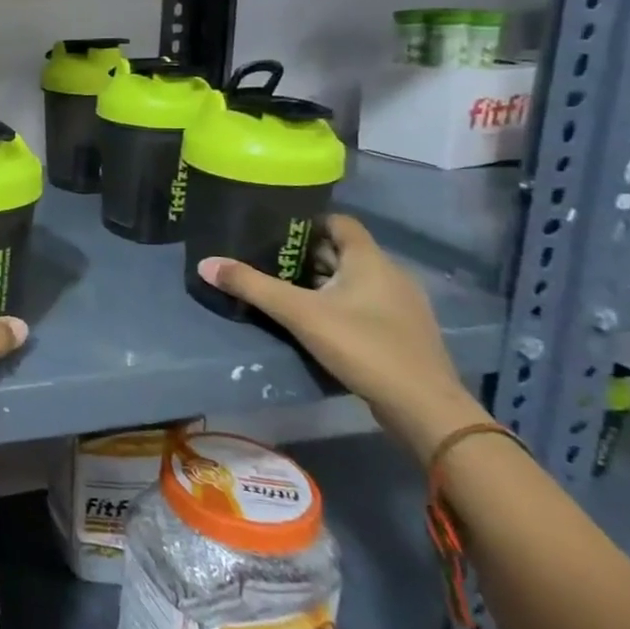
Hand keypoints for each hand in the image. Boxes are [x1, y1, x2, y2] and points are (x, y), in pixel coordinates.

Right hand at [197, 214, 483, 462]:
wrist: (424, 407)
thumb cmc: (363, 346)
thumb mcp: (299, 314)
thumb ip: (252, 287)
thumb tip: (205, 263)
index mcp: (370, 260)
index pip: (339, 222)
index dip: (308, 221)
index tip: (275, 228)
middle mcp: (391, 274)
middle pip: (344, 251)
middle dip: (308, 253)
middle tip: (269, 259)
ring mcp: (401, 304)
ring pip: (354, 279)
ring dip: (323, 280)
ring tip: (285, 288)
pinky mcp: (402, 331)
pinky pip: (365, 303)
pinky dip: (339, 303)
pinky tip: (316, 320)